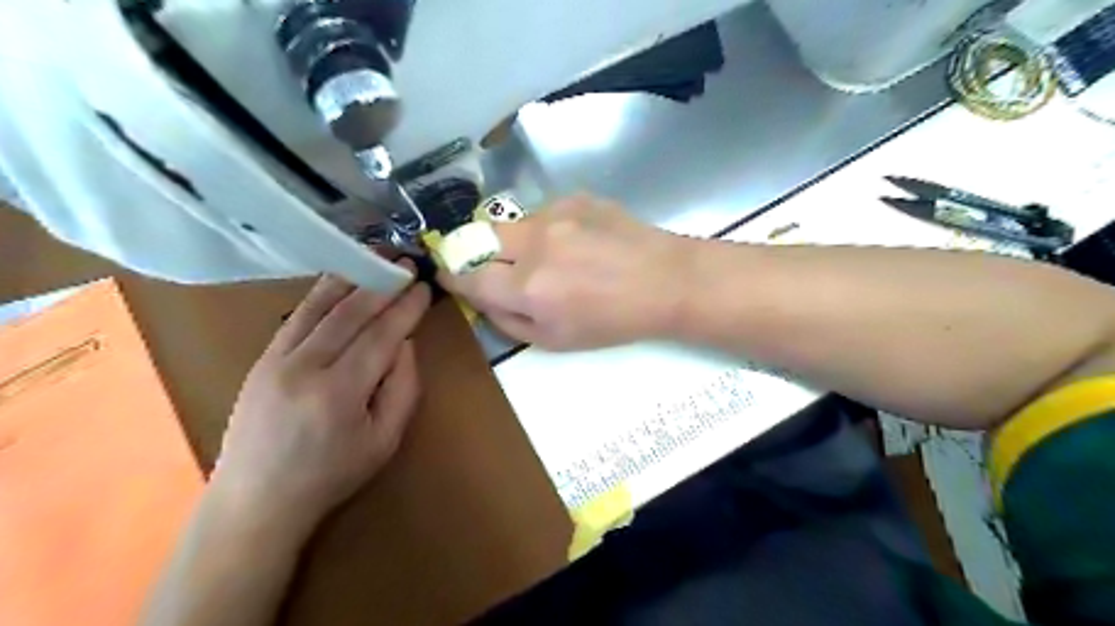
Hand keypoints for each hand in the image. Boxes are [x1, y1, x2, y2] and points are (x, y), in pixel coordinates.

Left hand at [209, 266, 430, 535]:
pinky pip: (297, 316)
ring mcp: (276, 359)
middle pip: (351, 313)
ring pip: (320, 306)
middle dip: (382, 284)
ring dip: (351, 277)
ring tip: (375, 256)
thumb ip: (403, 388)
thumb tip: (405, 343)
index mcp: (340, 392)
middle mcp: (305, 367)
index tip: (424, 286)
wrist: (257, 500)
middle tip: (406, 262)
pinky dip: (322, 293)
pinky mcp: (262, 359)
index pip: (381, 334)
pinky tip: (339, 280)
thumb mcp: (386, 440)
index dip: (406, 308)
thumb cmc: (332, 474)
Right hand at [437, 193, 683, 348]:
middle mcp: (535, 244)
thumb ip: (508, 320)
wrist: (665, 281)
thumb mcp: (555, 340)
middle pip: (480, 237)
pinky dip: (548, 229)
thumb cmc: (613, 321)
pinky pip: (544, 213)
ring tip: (552, 257)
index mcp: (529, 287)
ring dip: (518, 242)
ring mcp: (557, 214)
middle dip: (479, 253)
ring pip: (513, 224)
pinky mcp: (576, 197)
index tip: (451, 275)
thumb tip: (480, 298)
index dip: (453, 275)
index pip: (468, 275)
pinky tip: (577, 242)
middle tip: (498, 266)